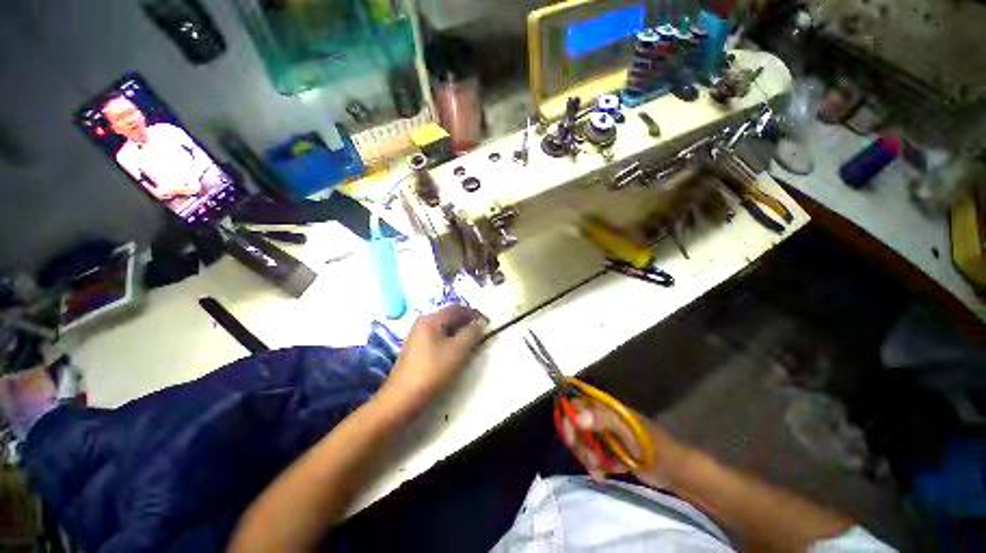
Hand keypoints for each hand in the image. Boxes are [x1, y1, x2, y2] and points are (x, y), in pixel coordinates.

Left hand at [379, 306, 488, 412]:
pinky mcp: (416, 349)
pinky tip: (456, 350)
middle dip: (467, 322)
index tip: (488, 323)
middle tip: (481, 332)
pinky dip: (450, 340)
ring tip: (471, 342)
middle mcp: (423, 323)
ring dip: (459, 332)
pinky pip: (438, 337)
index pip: (457, 309)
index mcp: (431, 319)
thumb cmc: (433, 370)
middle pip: (450, 317)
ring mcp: (417, 336)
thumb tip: (480, 322)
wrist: (403, 397)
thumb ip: (472, 332)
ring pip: (444, 328)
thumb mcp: (458, 350)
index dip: (474, 314)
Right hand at [560, 400, 687, 487]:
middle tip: (592, 460)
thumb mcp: (629, 433)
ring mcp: (604, 434)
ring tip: (602, 470)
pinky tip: (604, 475)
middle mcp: (600, 417)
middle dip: (579, 445)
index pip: (574, 404)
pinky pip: (591, 455)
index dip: (567, 418)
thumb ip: (603, 420)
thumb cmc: (653, 447)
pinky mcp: (607, 450)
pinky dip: (594, 466)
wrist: (676, 472)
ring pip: (581, 442)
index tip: (570, 438)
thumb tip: (576, 416)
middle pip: (574, 425)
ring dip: (587, 458)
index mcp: (605, 407)